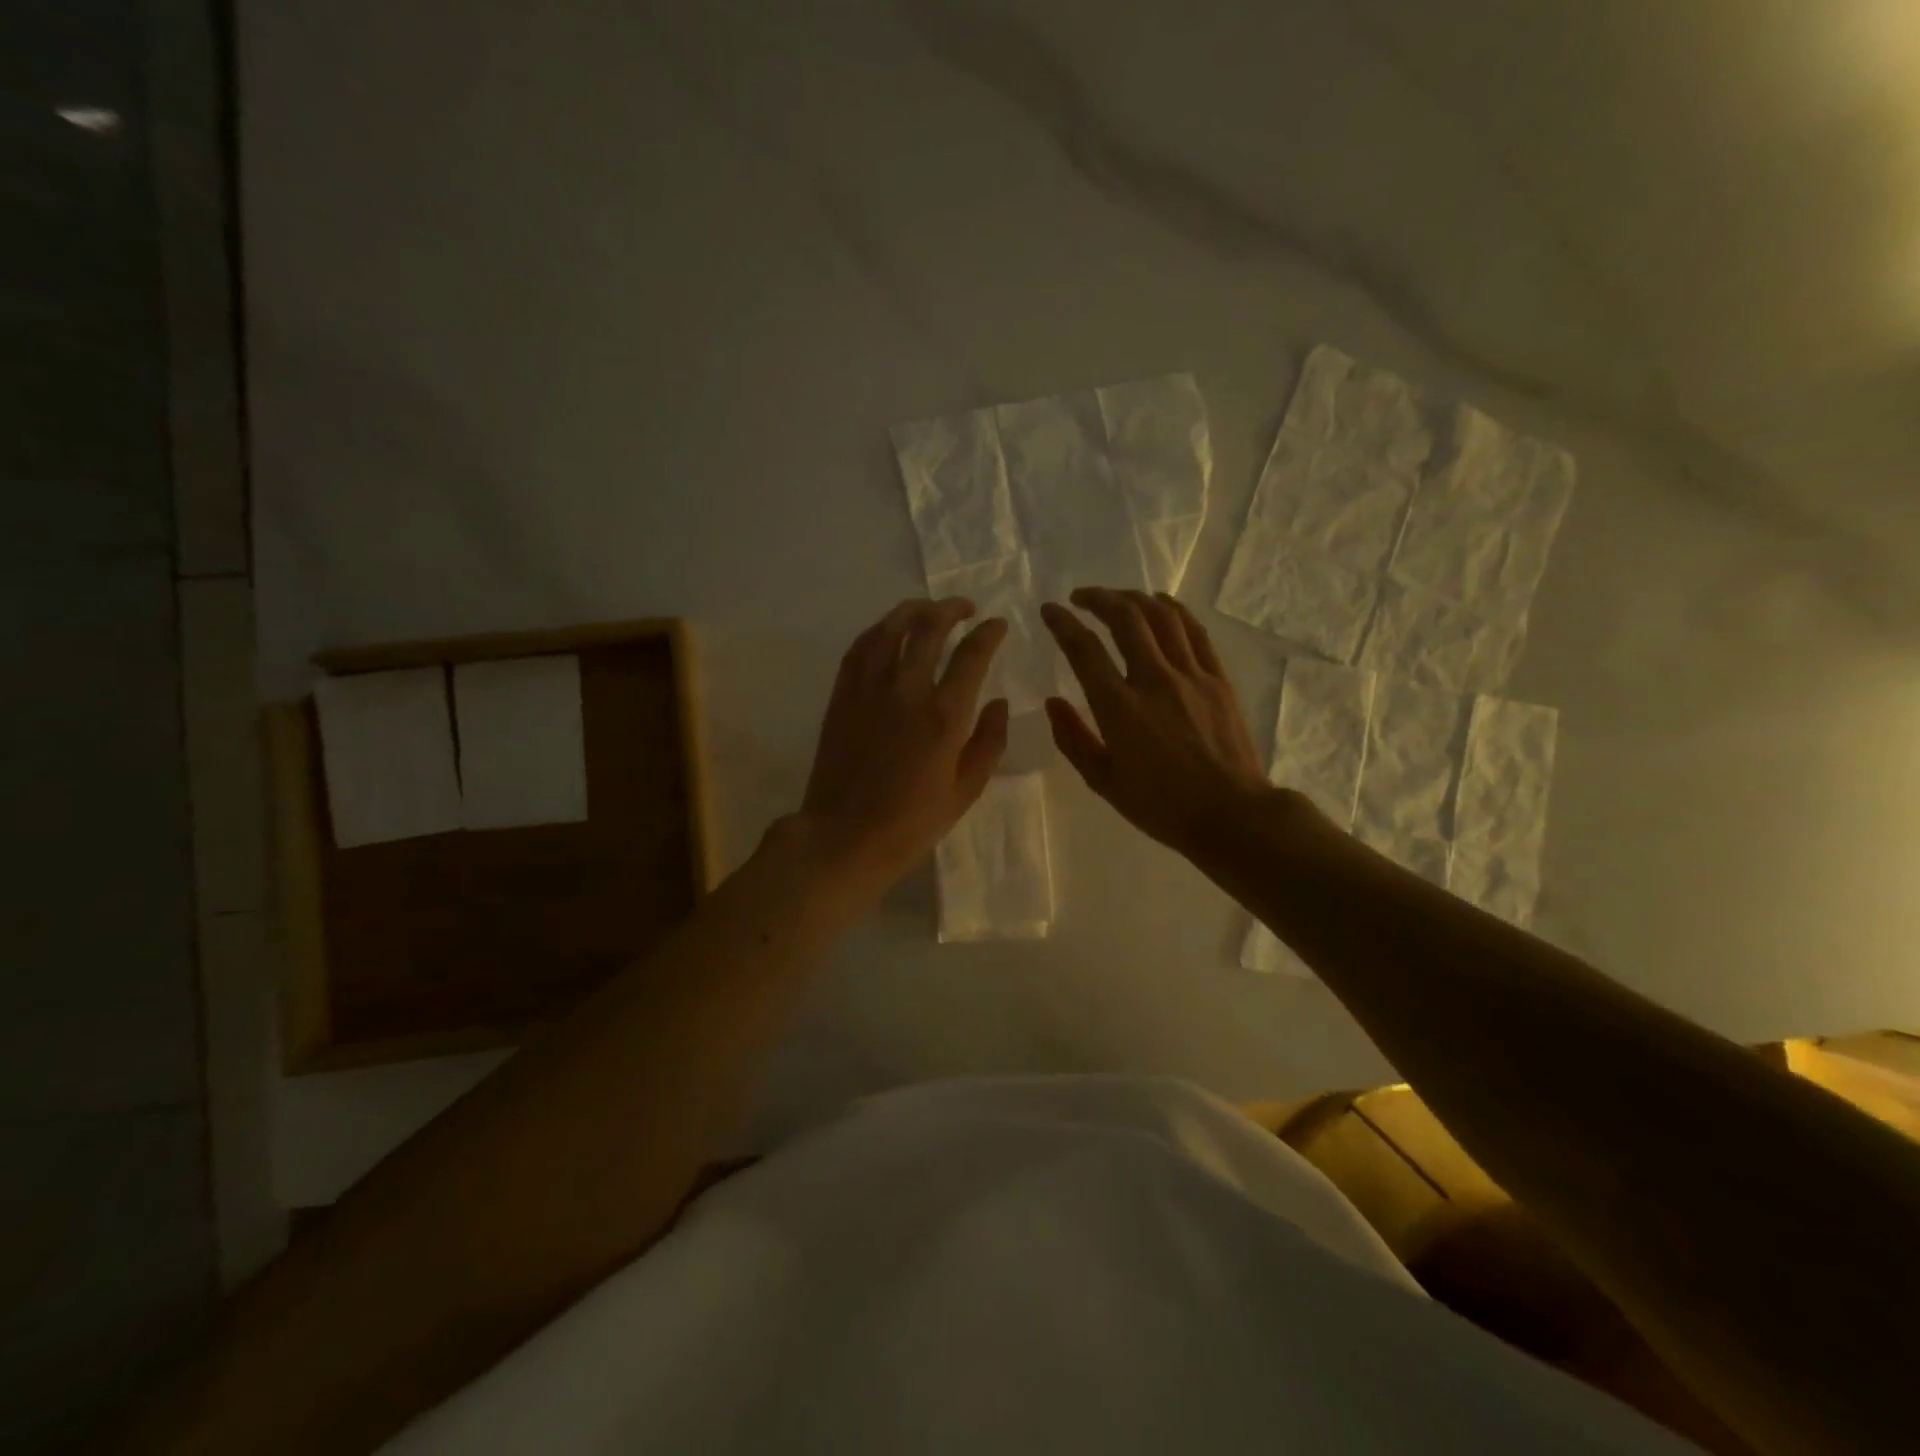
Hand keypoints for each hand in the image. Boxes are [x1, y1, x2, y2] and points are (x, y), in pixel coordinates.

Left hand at [799, 598, 1008, 897]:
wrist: (844, 836)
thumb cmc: (911, 822)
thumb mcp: (965, 791)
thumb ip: (989, 742)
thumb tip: (999, 702)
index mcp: (944, 716)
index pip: (972, 654)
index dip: (989, 633)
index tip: (998, 625)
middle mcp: (907, 689)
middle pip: (930, 627)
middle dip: (952, 609)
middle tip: (966, 609)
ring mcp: (869, 688)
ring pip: (892, 628)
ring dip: (914, 610)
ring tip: (929, 609)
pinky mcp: (842, 695)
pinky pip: (860, 647)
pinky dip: (880, 630)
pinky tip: (889, 630)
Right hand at [1041, 588, 1269, 857]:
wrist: (1230, 815)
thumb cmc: (1161, 806)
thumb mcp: (1104, 781)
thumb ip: (1073, 739)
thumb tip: (1053, 703)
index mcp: (1119, 708)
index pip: (1084, 650)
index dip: (1063, 623)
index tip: (1050, 610)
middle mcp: (1153, 680)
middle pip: (1125, 619)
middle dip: (1098, 598)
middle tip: (1081, 597)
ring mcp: (1190, 676)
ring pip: (1161, 617)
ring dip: (1134, 598)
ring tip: (1117, 598)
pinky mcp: (1218, 679)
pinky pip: (1195, 632)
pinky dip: (1174, 610)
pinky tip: (1161, 604)